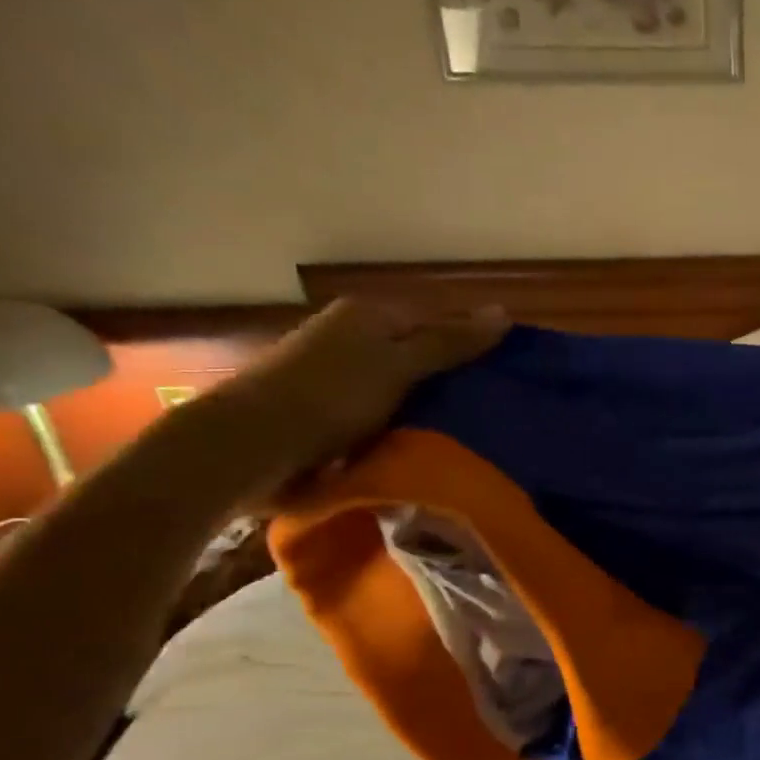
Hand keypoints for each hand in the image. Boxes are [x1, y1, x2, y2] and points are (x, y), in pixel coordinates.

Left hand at [215, 299, 510, 500]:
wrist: (251, 445)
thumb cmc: (332, 395)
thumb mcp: (400, 364)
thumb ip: (450, 342)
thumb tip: (504, 312)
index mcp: (370, 315)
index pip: (439, 323)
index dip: (474, 348)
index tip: (508, 379)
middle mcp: (353, 337)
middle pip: (420, 356)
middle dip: (454, 382)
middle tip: (496, 412)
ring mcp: (338, 376)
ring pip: (403, 389)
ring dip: (430, 410)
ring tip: (472, 435)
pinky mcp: (329, 412)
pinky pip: (383, 416)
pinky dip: (403, 429)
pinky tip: (427, 448)